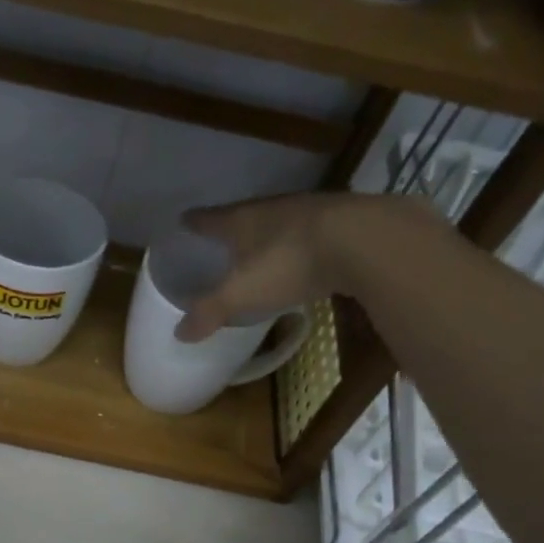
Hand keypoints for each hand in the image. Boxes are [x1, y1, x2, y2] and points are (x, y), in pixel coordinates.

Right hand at [173, 192, 448, 341]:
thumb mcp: (241, 293)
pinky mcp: (344, 223)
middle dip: (232, 228)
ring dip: (268, 235)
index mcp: (243, 220)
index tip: (184, 222)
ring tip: (260, 250)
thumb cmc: (289, 262)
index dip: (195, 222)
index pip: (210, 218)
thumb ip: (210, 312)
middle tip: (221, 241)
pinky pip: (311, 234)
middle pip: (245, 216)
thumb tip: (179, 334)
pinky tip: (304, 258)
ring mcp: (311, 212)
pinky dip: (301, 245)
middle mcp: (273, 208)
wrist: (364, 240)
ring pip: (280, 222)